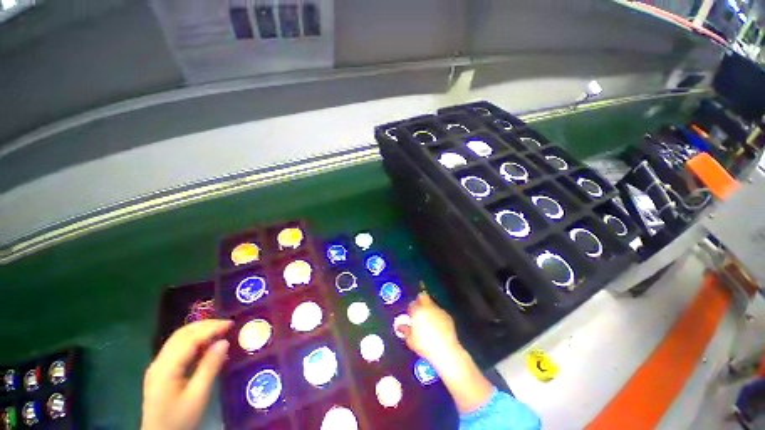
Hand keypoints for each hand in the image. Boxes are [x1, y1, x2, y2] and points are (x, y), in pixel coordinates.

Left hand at [141, 319, 232, 429]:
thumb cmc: (180, 419)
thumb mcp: (198, 396)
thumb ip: (210, 367)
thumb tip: (224, 342)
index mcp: (166, 368)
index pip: (190, 339)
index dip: (211, 329)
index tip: (231, 324)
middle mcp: (159, 362)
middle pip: (181, 335)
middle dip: (205, 325)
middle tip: (226, 324)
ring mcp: (158, 367)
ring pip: (178, 340)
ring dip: (199, 331)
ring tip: (219, 330)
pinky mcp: (160, 372)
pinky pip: (177, 349)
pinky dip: (193, 341)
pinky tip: (206, 345)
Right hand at [399, 292, 461, 366]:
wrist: (445, 350)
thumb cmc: (426, 346)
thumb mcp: (411, 340)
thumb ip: (405, 330)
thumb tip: (400, 327)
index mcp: (417, 311)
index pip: (411, 304)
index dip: (410, 309)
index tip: (410, 315)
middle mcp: (428, 308)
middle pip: (422, 297)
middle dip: (420, 301)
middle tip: (418, 310)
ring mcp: (438, 311)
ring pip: (432, 304)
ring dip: (429, 309)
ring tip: (428, 320)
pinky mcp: (447, 316)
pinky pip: (440, 312)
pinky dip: (437, 316)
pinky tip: (437, 326)